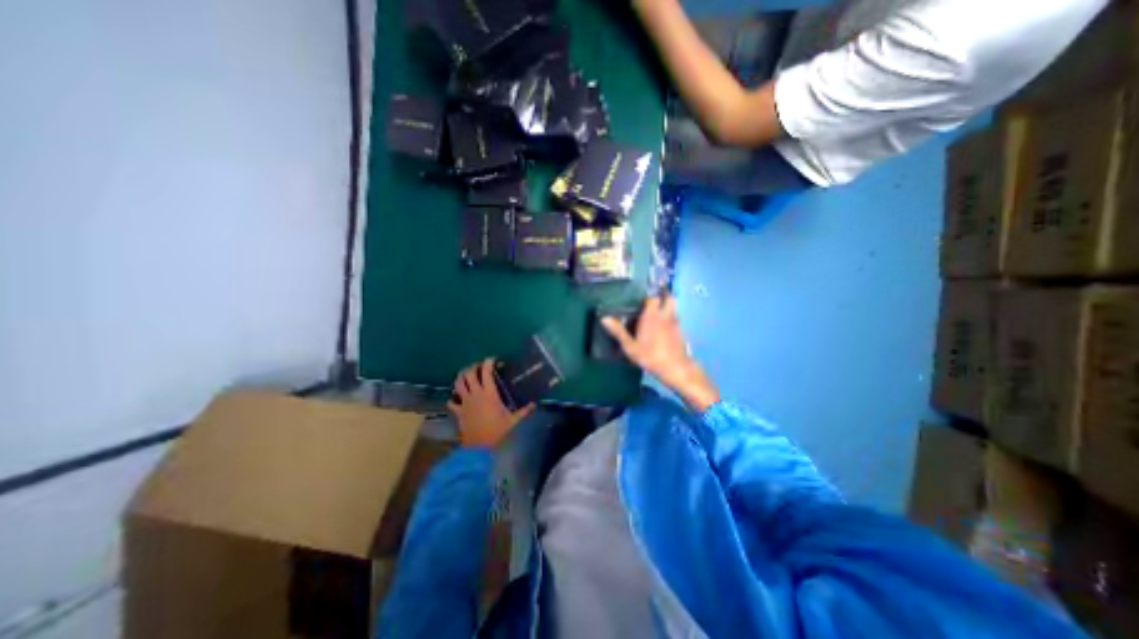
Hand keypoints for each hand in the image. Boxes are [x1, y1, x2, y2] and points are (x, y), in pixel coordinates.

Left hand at [447, 360, 537, 449]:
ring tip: (465, 375)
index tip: (492, 359)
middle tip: (478, 366)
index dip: (488, 363)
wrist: (478, 446)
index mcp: (489, 393)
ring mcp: (465, 402)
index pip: (486, 372)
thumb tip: (534, 404)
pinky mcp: (458, 411)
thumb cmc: (496, 430)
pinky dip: (453, 398)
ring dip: (461, 377)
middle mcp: (475, 394)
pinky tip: (456, 398)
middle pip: (469, 374)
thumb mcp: (512, 420)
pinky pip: (452, 402)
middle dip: (473, 367)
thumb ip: (523, 411)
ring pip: (458, 384)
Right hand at [601, 295, 714, 410]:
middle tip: (654, 300)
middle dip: (663, 295)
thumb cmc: (650, 356)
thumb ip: (618, 332)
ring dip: (667, 307)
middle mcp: (665, 315)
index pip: (652, 298)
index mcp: (652, 315)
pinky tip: (663, 329)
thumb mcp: (630, 346)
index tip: (641, 301)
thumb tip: (604, 318)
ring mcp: (675, 323)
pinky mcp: (681, 332)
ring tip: (657, 314)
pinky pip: (676, 320)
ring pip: (673, 308)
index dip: (647, 297)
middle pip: (669, 298)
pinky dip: (670, 319)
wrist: (676, 368)